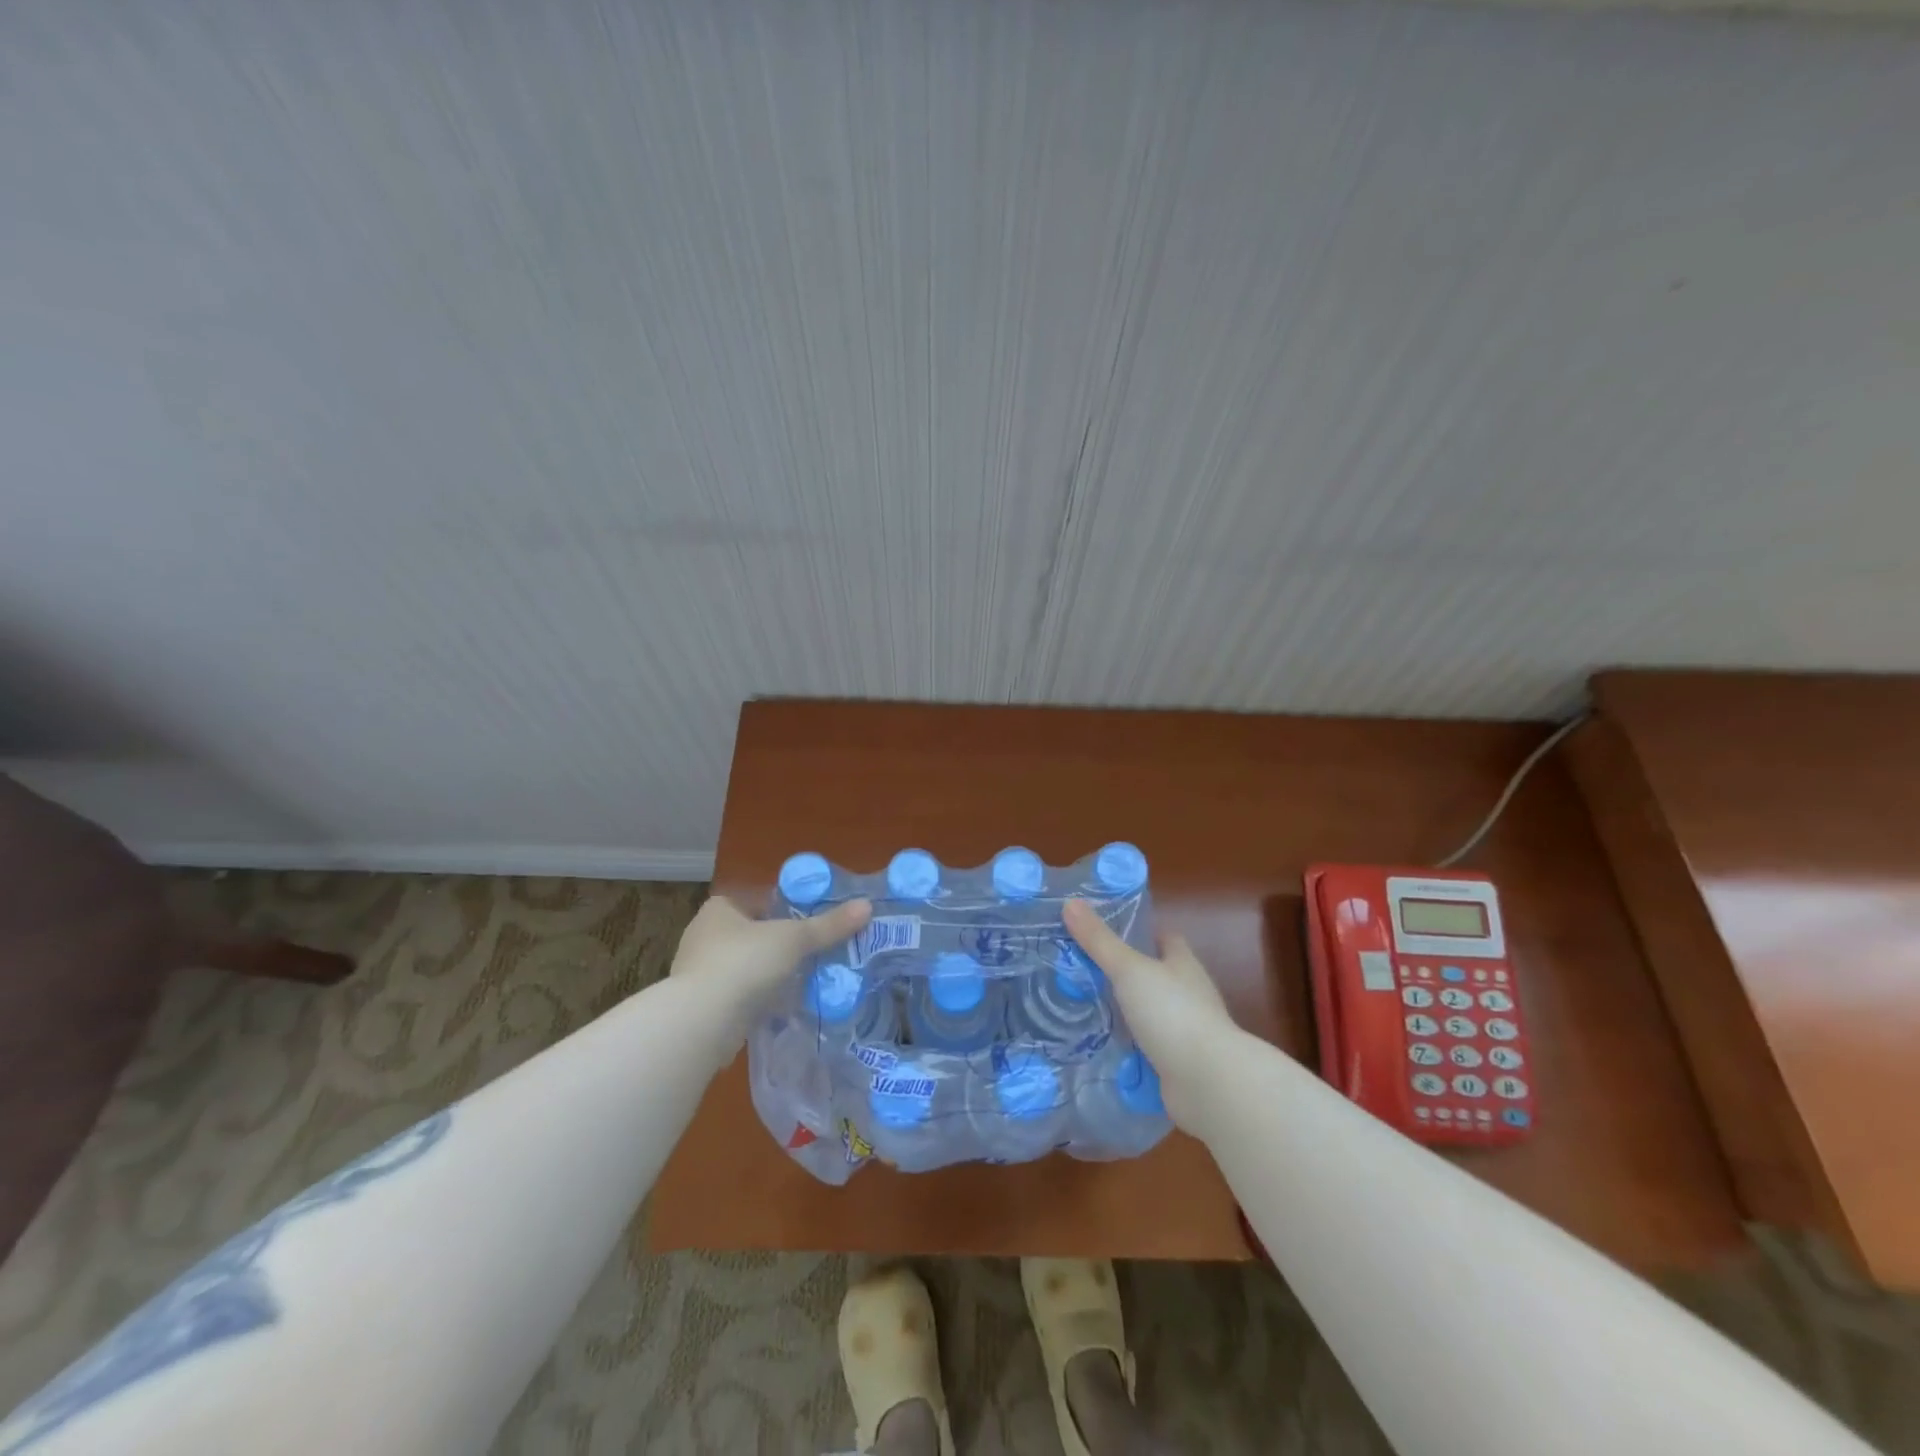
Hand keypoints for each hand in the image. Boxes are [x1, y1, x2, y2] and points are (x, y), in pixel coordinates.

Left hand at [671, 894, 871, 1029]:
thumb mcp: (794, 939)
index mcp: (720, 908)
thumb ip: (829, 925)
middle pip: (751, 933)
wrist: (701, 1022)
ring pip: (743, 966)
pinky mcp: (700, 1006)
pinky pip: (737, 995)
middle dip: (778, 944)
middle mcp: (703, 935)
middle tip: (810, 952)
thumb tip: (867, 906)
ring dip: (767, 974)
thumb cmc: (745, 963)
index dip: (783, 908)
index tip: (808, 922)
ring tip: (800, 981)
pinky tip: (779, 1008)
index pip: (756, 900)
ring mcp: (698, 972)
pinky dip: (756, 999)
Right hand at [1063, 898, 1237, 1127]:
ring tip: (1082, 1006)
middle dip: (1125, 974)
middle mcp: (1188, 994)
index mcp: (1183, 964)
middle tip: (1082, 970)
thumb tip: (1070, 902)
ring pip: (1149, 1013)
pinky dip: (1126, 1046)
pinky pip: (1146, 1047)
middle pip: (1155, 975)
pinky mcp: (1177, 1063)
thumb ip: (1099, 940)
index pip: (1165, 939)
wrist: (1208, 1082)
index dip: (1140, 932)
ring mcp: (1185, 1031)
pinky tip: (1098, 1045)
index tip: (1107, 932)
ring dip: (1124, 1012)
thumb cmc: (1172, 1013)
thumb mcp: (1129, 970)